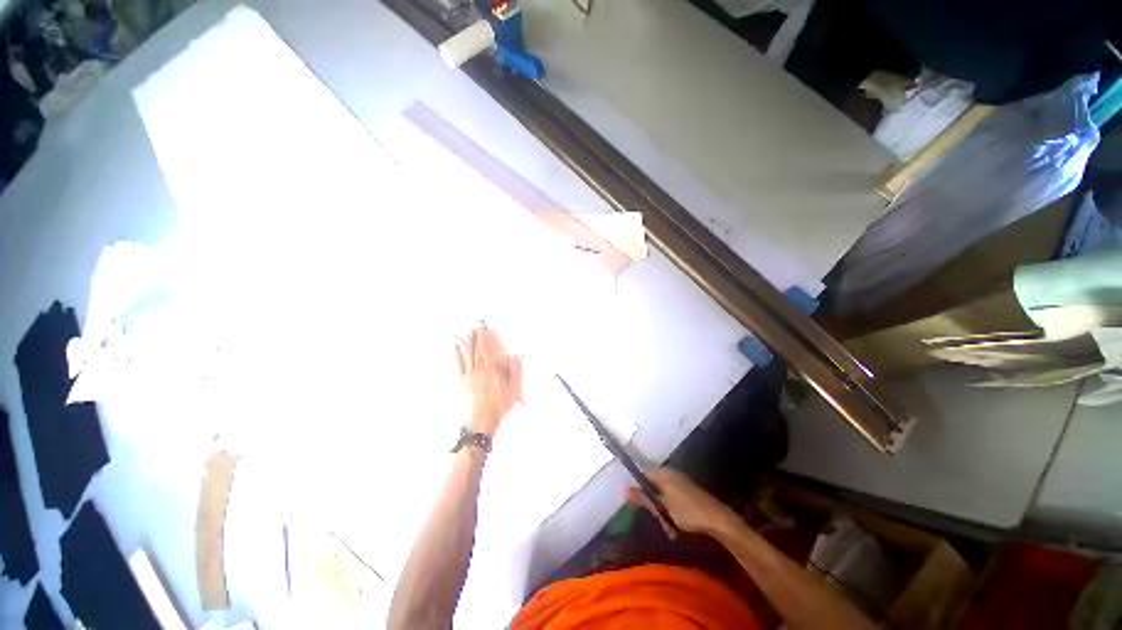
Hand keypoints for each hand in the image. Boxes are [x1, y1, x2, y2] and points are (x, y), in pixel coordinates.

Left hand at [455, 323, 522, 435]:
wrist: (482, 421)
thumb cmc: (498, 406)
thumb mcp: (514, 390)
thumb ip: (516, 371)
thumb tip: (517, 357)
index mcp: (494, 370)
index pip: (492, 349)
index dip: (490, 338)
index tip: (489, 328)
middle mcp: (481, 370)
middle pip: (480, 349)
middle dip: (479, 336)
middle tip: (478, 324)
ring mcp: (471, 375)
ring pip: (470, 354)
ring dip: (469, 341)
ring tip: (470, 331)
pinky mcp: (464, 381)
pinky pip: (460, 365)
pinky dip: (457, 355)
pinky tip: (456, 347)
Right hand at [625, 467, 737, 538]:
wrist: (718, 519)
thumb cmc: (687, 511)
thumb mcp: (662, 506)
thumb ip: (642, 498)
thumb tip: (622, 490)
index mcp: (663, 473)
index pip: (643, 474)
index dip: (638, 489)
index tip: (639, 505)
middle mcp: (671, 474)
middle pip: (653, 486)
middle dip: (653, 505)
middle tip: (658, 520)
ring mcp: (681, 482)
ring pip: (663, 496)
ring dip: (663, 512)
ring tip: (669, 529)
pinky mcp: (688, 492)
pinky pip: (673, 500)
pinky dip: (672, 512)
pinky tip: (676, 526)